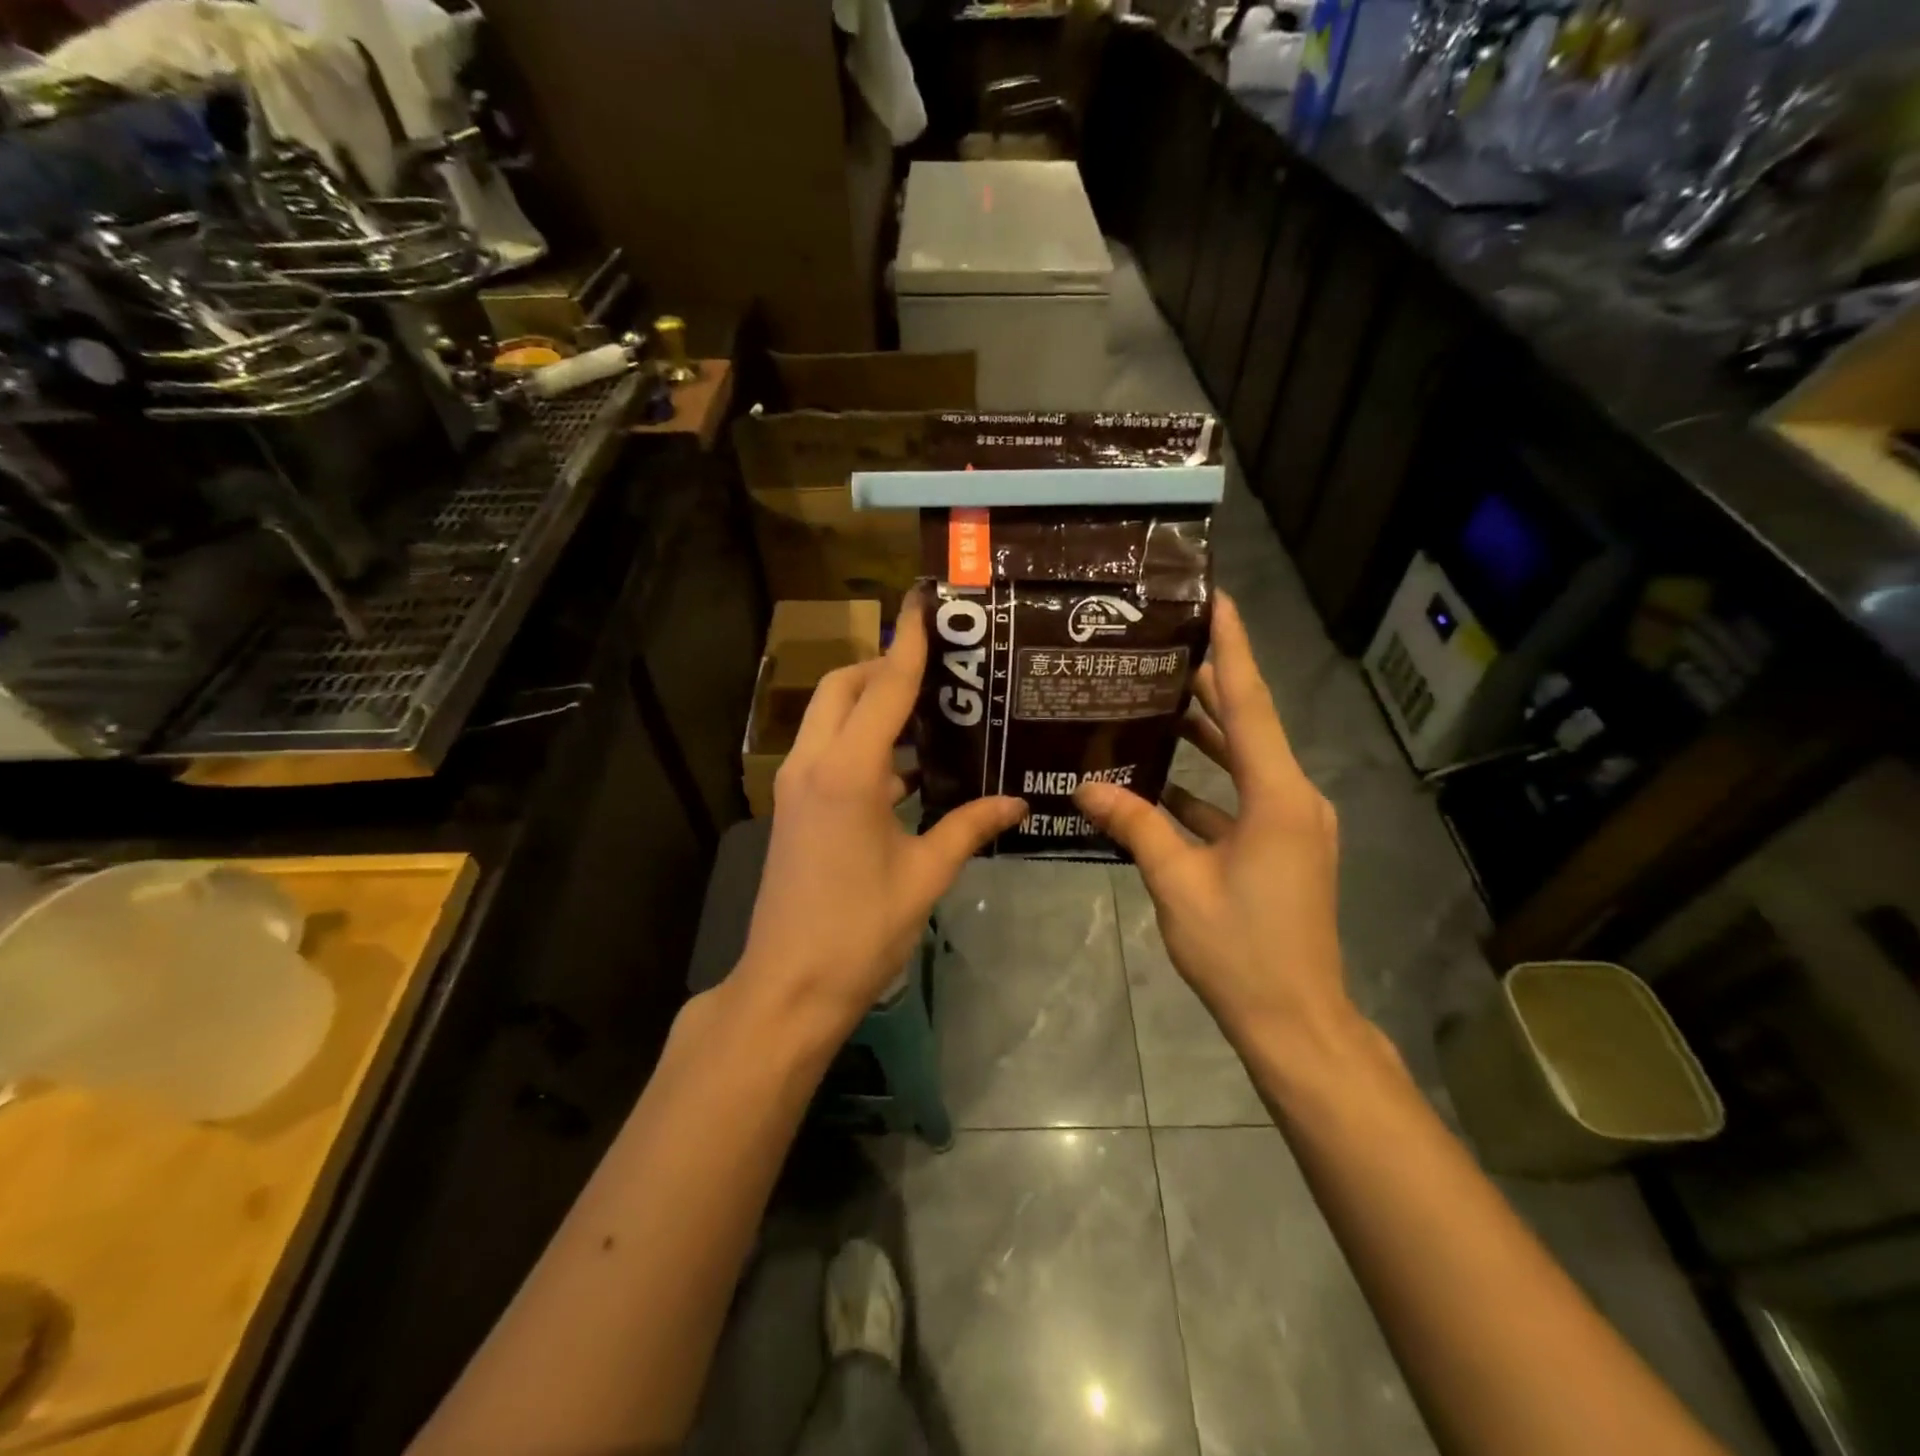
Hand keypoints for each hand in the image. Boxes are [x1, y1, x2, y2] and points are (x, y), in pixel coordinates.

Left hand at [737, 595, 1025, 1038]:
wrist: (789, 985)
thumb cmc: (861, 929)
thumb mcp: (925, 875)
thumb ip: (969, 827)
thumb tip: (1017, 802)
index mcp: (850, 771)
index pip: (885, 686)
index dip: (910, 642)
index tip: (926, 601)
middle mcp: (814, 763)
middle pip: (845, 686)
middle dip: (884, 666)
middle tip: (938, 670)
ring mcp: (796, 784)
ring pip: (830, 716)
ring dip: (870, 703)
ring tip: (929, 712)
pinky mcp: (794, 806)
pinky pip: (827, 750)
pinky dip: (861, 741)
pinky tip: (906, 768)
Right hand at [1074, 592, 1359, 1059]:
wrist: (1296, 1022)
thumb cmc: (1241, 950)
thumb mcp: (1178, 883)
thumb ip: (1135, 826)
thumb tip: (1087, 786)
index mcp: (1279, 797)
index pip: (1251, 704)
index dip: (1233, 648)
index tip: (1216, 599)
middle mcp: (1294, 799)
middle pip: (1248, 725)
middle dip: (1210, 684)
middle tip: (1162, 645)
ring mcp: (1292, 825)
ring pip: (1244, 763)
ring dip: (1205, 734)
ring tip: (1153, 698)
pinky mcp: (1282, 848)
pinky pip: (1240, 799)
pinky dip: (1205, 784)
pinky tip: (1159, 777)